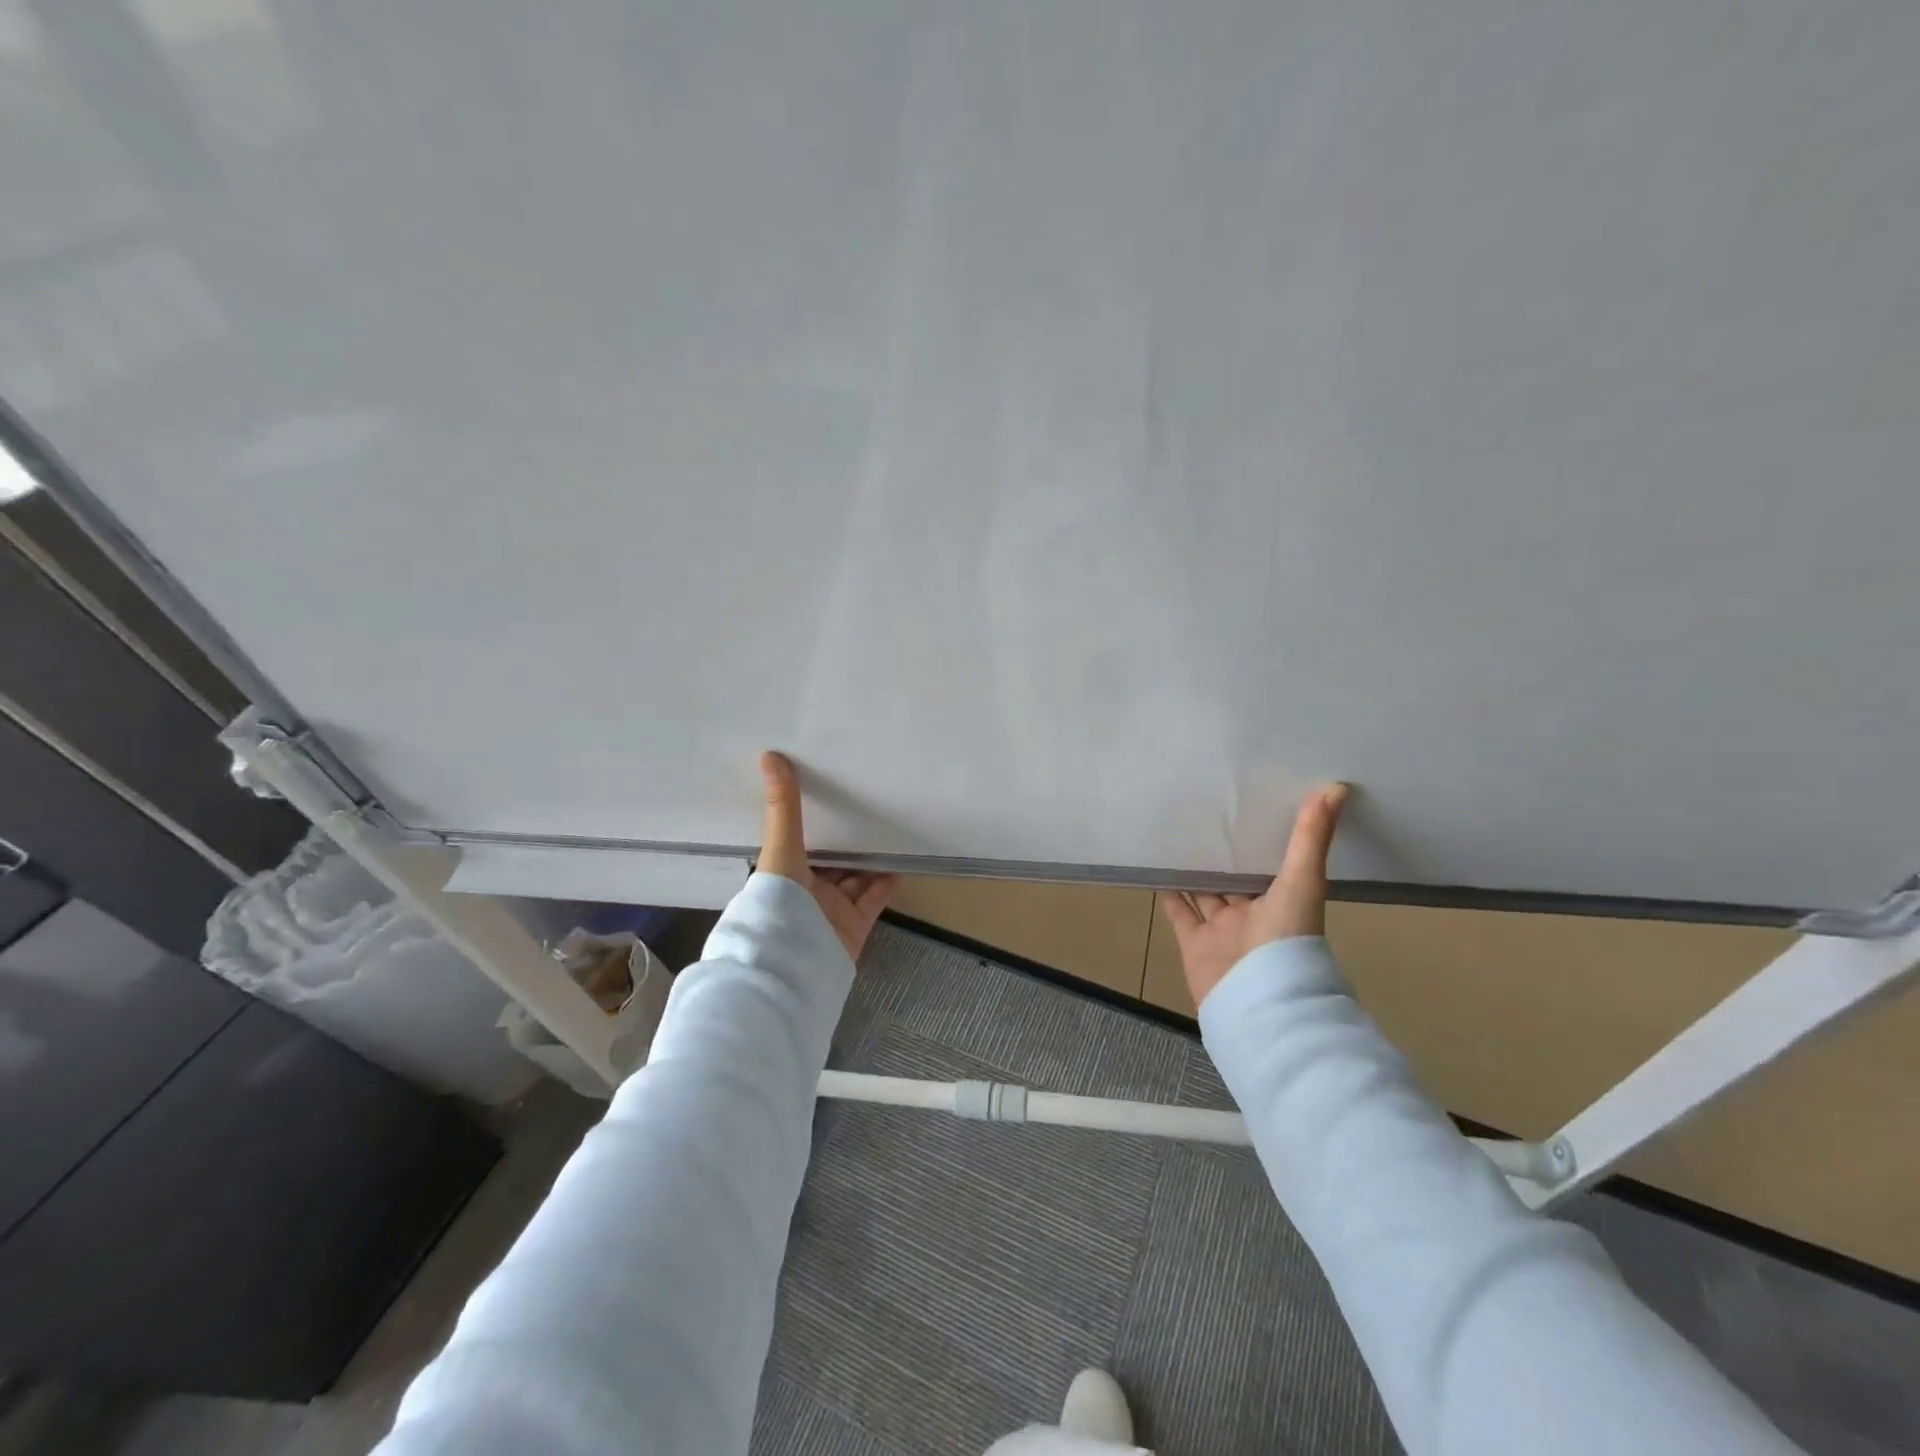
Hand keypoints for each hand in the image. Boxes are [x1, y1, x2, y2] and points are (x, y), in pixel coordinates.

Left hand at [757, 751, 898, 962]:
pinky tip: (901, 864)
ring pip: (853, 879)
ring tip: (888, 831)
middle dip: (845, 840)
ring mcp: (830, 911)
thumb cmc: (777, 904)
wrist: (792, 967)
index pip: (798, 844)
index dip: (812, 823)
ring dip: (869, 859)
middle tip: (866, 808)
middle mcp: (805, 892)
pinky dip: (886, 883)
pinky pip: (873, 899)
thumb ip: (782, 808)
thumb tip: (770, 756)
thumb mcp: (780, 849)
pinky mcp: (853, 927)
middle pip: (829, 862)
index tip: (827, 795)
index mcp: (782, 875)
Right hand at [1159, 783, 1349, 1008]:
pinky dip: (1169, 891)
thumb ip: (1312, 838)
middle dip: (1225, 852)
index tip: (1250, 804)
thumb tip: (1337, 787)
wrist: (1257, 1001)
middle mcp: (1253, 915)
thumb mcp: (1303, 882)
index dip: (1262, 837)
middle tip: (1206, 812)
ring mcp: (1221, 930)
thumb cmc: (1286, 940)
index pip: (1271, 864)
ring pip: (1206, 892)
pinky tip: (1157, 866)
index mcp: (1283, 902)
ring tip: (1176, 833)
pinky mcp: (1193, 942)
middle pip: (1236, 879)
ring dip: (1194, 868)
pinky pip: (1179, 912)